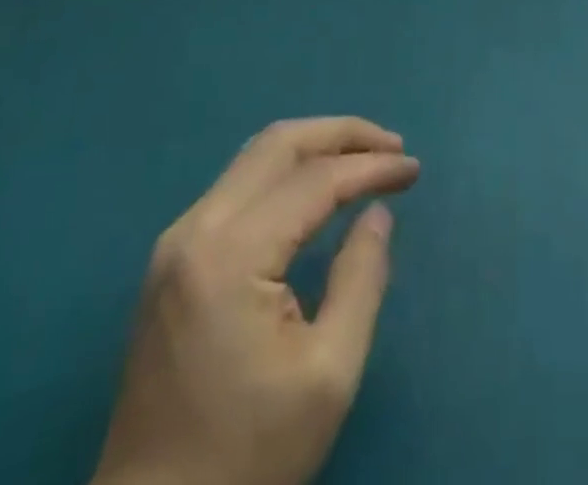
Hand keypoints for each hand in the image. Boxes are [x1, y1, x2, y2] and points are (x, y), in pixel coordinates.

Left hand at [92, 117, 421, 484]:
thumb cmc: (248, 457)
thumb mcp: (328, 375)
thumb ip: (361, 279)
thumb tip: (377, 213)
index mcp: (230, 256)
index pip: (314, 181)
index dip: (370, 168)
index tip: (415, 170)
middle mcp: (196, 230)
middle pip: (278, 144)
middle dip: (341, 134)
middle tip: (392, 147)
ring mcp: (176, 242)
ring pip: (254, 158)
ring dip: (313, 147)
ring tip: (365, 158)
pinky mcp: (172, 260)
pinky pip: (237, 187)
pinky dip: (285, 173)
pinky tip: (316, 189)